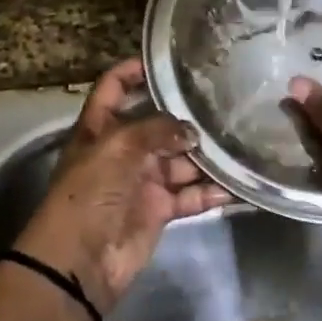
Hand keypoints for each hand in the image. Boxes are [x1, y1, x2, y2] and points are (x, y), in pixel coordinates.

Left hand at [16, 59, 232, 313]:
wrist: (80, 261)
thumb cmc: (90, 193)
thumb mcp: (117, 148)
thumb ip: (156, 130)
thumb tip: (191, 130)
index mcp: (101, 127)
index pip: (115, 87)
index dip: (134, 70)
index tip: (168, 59)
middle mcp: (123, 150)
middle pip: (158, 125)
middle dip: (187, 117)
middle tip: (226, 102)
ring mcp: (142, 181)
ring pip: (180, 160)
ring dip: (207, 155)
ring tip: (242, 139)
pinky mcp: (160, 210)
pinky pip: (191, 195)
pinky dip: (212, 192)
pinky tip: (239, 184)